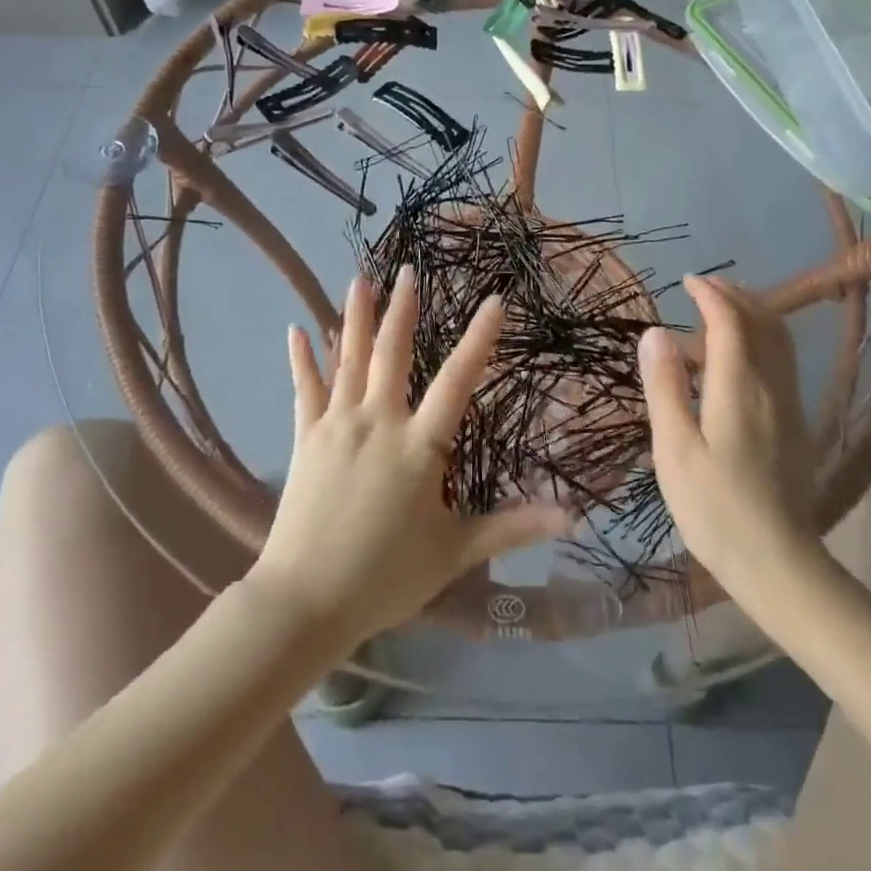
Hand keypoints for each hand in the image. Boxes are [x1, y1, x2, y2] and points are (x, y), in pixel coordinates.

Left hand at [248, 267, 572, 648]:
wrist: (305, 601)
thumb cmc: (386, 577)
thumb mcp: (455, 552)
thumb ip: (512, 527)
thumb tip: (573, 518)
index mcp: (419, 446)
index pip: (457, 381)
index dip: (479, 340)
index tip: (494, 301)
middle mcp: (378, 422)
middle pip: (392, 353)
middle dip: (401, 309)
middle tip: (406, 269)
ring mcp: (337, 426)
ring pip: (347, 359)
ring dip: (354, 317)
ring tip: (359, 279)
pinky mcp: (306, 438)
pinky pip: (305, 390)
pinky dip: (302, 359)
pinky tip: (297, 329)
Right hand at [638, 276, 821, 603]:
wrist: (777, 561)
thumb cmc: (714, 506)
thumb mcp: (674, 448)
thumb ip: (665, 387)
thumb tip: (656, 333)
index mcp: (739, 387)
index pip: (731, 321)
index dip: (710, 295)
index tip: (687, 281)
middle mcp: (771, 386)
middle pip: (764, 322)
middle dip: (735, 296)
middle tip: (703, 288)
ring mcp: (789, 405)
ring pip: (779, 341)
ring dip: (753, 314)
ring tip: (721, 311)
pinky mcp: (795, 423)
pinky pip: (781, 362)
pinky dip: (761, 340)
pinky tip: (739, 357)